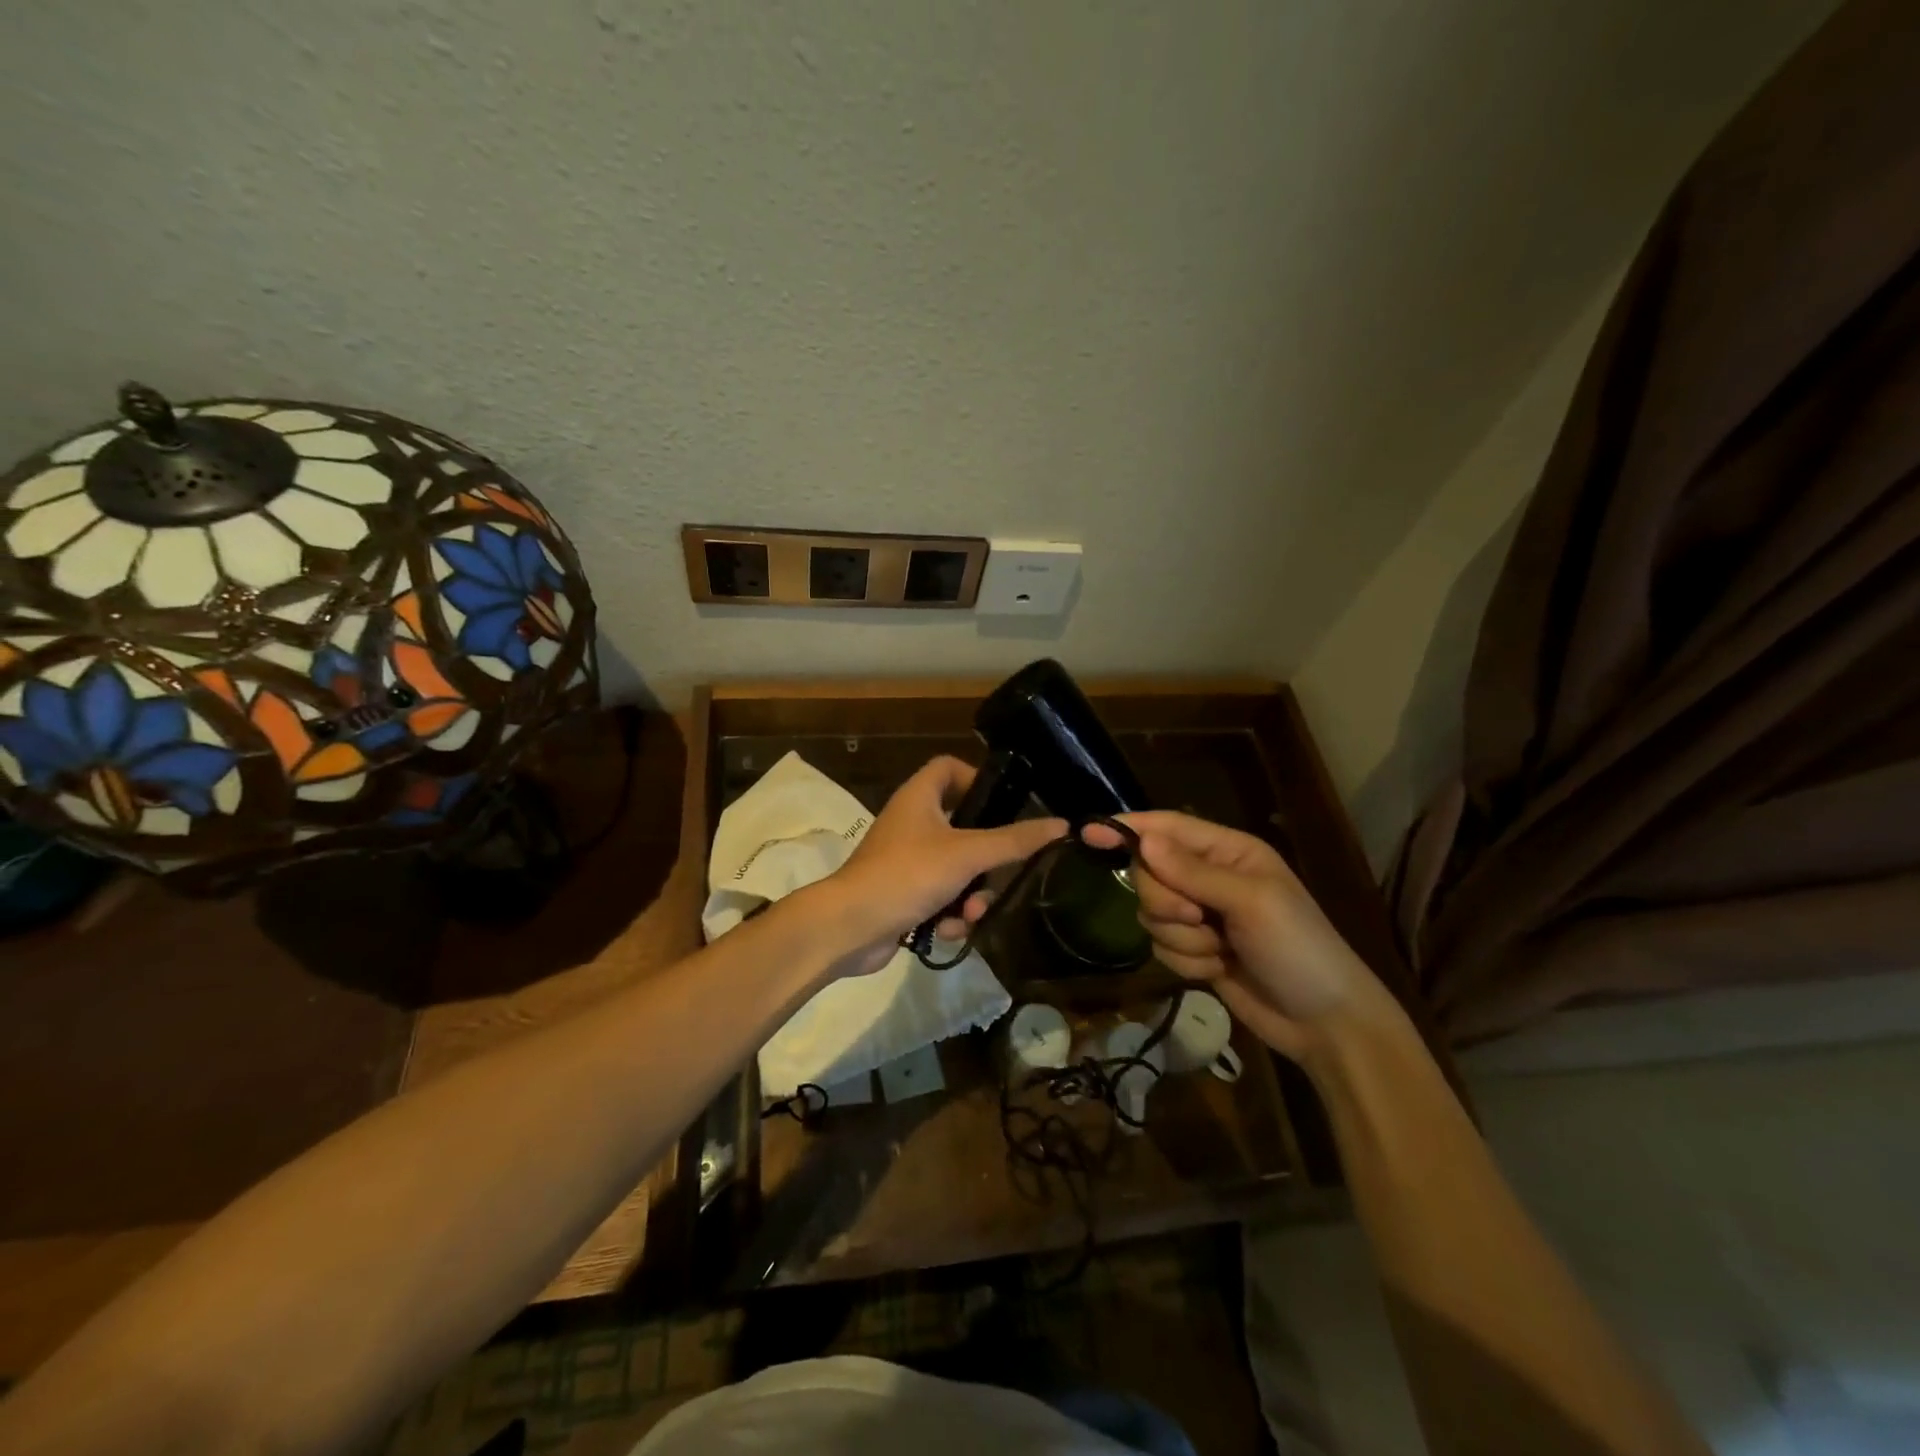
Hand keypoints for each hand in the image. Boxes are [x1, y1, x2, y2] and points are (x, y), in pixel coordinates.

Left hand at [816, 755, 1066, 976]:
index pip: (949, 767)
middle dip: (986, 859)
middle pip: (963, 826)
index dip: (977, 778)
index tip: (1006, 803)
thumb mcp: (967, 854)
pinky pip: (941, 896)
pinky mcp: (903, 894)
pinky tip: (951, 929)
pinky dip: (950, 912)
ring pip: (956, 869)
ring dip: (972, 893)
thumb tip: (1061, 825)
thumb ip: (1014, 840)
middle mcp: (911, 823)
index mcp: (919, 797)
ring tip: (973, 912)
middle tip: (1002, 873)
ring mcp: (905, 860)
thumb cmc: (907, 874)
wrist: (850, 927)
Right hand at [1085, 811, 1381, 1060]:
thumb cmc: (1298, 949)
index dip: (1127, 829)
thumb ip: (1192, 872)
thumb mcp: (1251, 903)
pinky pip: (1160, 945)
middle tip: (1198, 918)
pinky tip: (1218, 970)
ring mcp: (1201, 915)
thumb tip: (1141, 840)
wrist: (1326, 1023)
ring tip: (1220, 950)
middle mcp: (1210, 877)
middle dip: (1166, 901)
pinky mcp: (1195, 949)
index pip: (1166, 828)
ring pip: (1151, 913)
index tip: (1087, 833)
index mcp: (1229, 851)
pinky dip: (1186, 960)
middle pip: (1149, 873)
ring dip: (1181, 937)